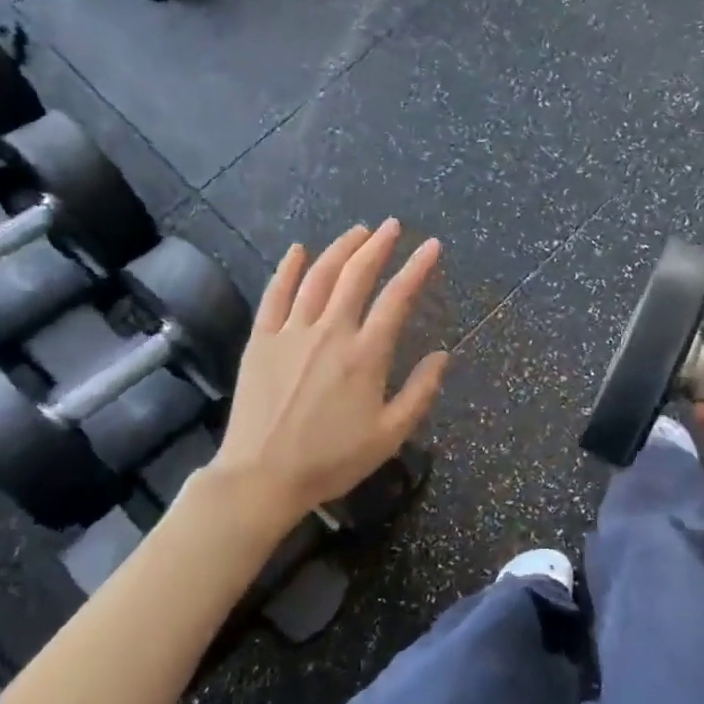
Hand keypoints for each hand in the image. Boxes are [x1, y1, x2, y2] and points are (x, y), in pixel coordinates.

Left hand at [211, 220, 448, 516]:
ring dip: (340, 249)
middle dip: (378, 245)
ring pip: (318, 276)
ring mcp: (291, 332)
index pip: (397, 298)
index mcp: (366, 354)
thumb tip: (442, 355)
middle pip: (356, 275)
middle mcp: (330, 332)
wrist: (262, 476)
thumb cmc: (332, 460)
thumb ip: (421, 392)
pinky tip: (298, 250)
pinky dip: (287, 268)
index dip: (417, 268)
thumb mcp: (390, 435)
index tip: (432, 246)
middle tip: (392, 226)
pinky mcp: (261, 340)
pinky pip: (275, 294)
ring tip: (357, 232)